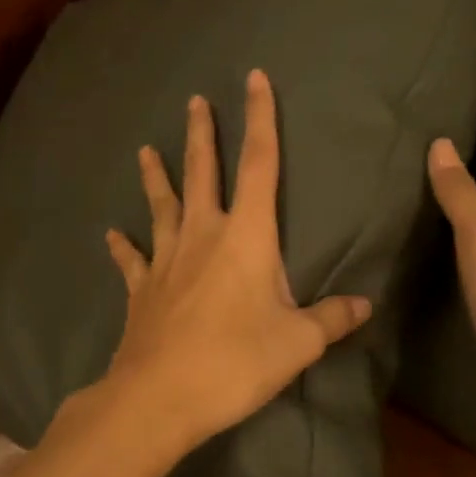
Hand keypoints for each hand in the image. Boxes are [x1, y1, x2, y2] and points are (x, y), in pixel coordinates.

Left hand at [99, 69, 372, 456]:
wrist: (159, 397)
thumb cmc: (235, 363)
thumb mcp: (297, 343)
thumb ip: (331, 319)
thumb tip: (364, 305)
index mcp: (245, 237)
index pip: (258, 164)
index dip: (260, 119)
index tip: (255, 79)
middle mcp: (201, 236)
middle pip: (202, 173)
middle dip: (202, 135)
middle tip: (195, 101)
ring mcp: (165, 261)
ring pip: (161, 207)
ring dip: (155, 177)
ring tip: (145, 150)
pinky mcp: (141, 290)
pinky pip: (132, 261)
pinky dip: (122, 247)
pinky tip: (111, 234)